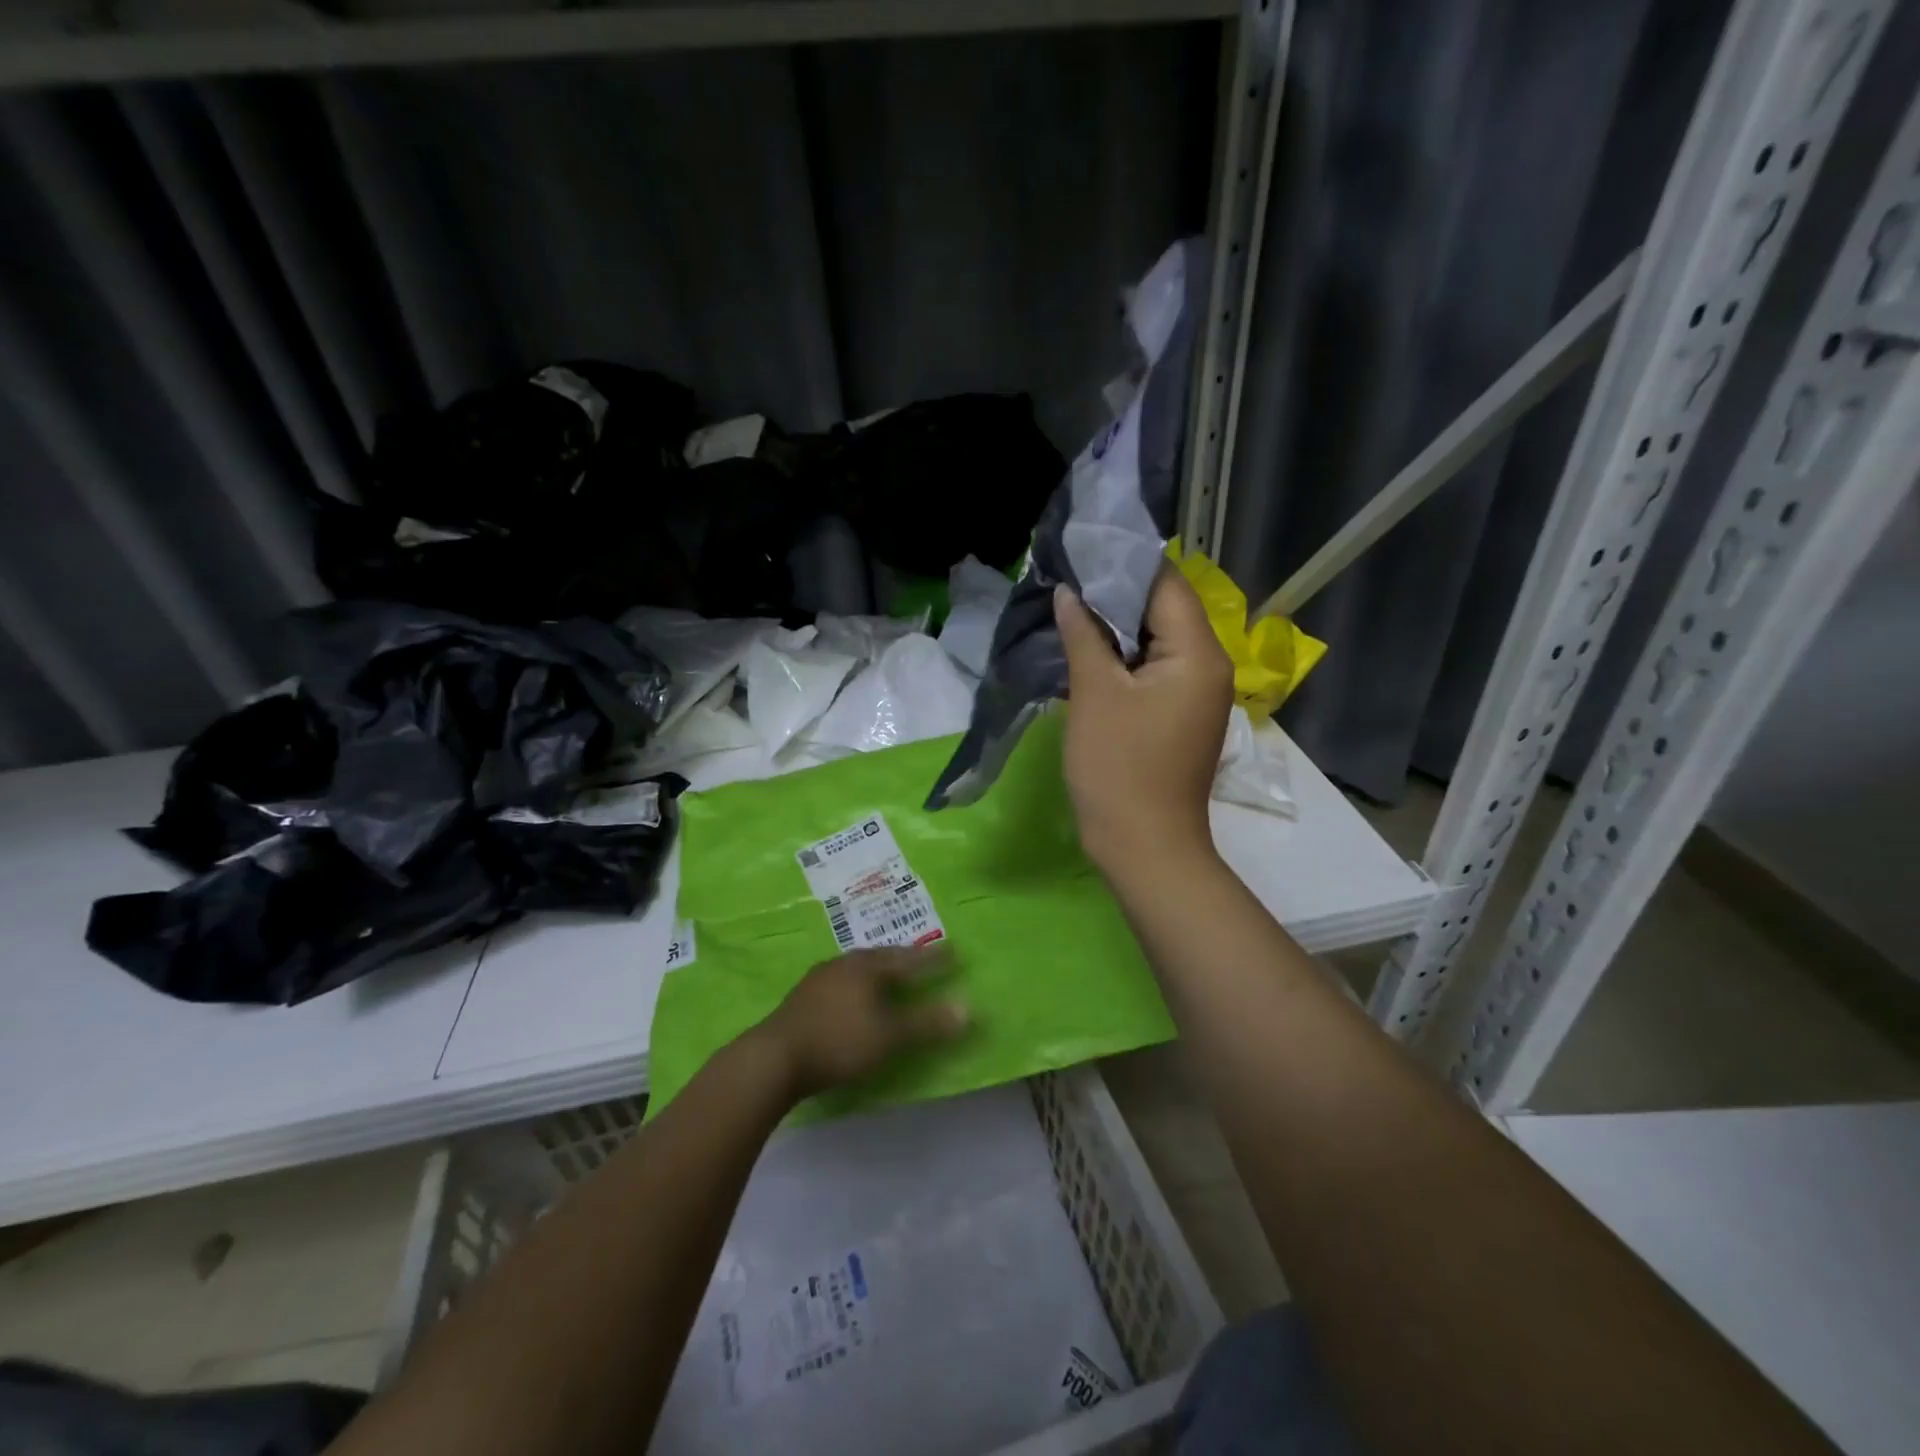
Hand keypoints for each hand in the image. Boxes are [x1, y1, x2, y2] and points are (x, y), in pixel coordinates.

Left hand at [749, 945, 970, 1099]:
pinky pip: (841, 982)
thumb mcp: (889, 1036)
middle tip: (922, 959)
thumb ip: (927, 1023)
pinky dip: (858, 985)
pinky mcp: (802, 998)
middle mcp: (844, 964)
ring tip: (890, 975)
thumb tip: (968, 1007)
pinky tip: (854, 997)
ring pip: (858, 968)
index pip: (908, 958)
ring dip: (878, 971)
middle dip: (904, 959)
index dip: (933, 959)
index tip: (954, 952)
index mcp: (867, 967)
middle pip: (881, 957)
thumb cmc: (838, 1042)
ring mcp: (819, 979)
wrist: (773, 1058)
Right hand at [1055, 567, 1232, 875]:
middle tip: (1067, 577)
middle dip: (1115, 594)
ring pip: (1155, 640)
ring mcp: (1195, 692)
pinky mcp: (1178, 714)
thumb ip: (1083, 635)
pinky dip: (1122, 656)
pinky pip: (1152, 669)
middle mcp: (1207, 664)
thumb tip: (1070, 592)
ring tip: (1070, 606)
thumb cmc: (1120, 768)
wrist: (1144, 847)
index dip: (1123, 564)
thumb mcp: (1095, 695)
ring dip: (1115, 626)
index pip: (1165, 584)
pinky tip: (1086, 649)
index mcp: (1198, 652)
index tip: (1081, 550)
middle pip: (1163, 609)